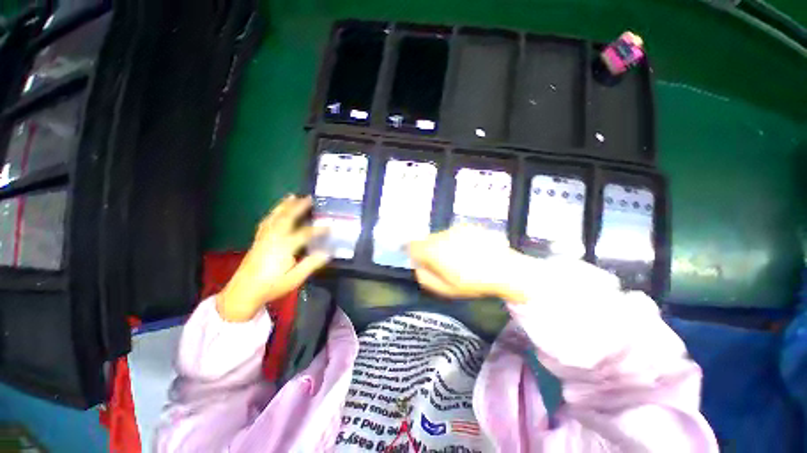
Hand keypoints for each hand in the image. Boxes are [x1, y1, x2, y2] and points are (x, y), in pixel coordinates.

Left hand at [218, 195, 329, 321]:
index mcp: (284, 247)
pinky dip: (273, 214)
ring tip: (292, 196)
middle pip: (287, 218)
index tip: (330, 225)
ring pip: (275, 217)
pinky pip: (266, 222)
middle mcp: (273, 238)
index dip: (319, 229)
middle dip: (298, 207)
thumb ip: (311, 264)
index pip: (305, 233)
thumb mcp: (294, 278)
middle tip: (309, 198)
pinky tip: (276, 212)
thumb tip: (328, 252)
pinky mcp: (258, 240)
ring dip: (284, 205)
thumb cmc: (271, 286)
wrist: (243, 292)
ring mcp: (264, 237)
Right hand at [408, 226, 524, 300]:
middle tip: (442, 264)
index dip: (413, 253)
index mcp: (433, 250)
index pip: (412, 245)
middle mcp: (441, 235)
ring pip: (440, 236)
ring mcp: (455, 229)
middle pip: (426, 240)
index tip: (421, 262)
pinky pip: (454, 233)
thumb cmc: (472, 282)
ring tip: (459, 257)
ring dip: (443, 245)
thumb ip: (425, 277)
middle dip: (429, 250)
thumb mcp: (445, 289)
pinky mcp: (468, 226)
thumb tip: (417, 266)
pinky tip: (470, 250)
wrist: (504, 269)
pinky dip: (456, 240)